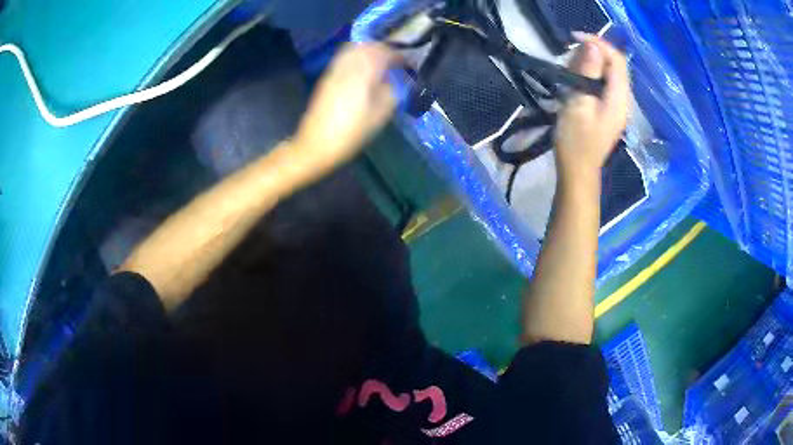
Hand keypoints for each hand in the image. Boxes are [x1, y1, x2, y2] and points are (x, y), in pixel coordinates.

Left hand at [293, 43, 399, 172]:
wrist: (316, 143)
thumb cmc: (351, 132)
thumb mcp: (380, 115)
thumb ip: (393, 91)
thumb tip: (398, 80)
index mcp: (364, 73)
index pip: (384, 52)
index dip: (398, 55)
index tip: (407, 64)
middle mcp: (348, 65)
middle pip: (368, 46)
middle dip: (383, 49)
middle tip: (393, 61)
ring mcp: (335, 70)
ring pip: (354, 49)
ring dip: (368, 51)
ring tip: (379, 63)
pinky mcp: (327, 77)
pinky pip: (344, 58)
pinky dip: (356, 57)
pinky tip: (362, 70)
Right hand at [554, 34, 628, 183]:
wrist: (578, 171)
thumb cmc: (576, 140)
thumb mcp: (578, 103)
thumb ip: (587, 73)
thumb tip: (593, 46)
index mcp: (619, 98)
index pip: (616, 59)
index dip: (599, 43)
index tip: (575, 37)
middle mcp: (623, 99)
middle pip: (614, 65)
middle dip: (593, 53)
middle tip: (570, 58)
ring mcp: (617, 105)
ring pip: (608, 73)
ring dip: (590, 65)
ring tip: (570, 70)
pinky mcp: (610, 109)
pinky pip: (604, 84)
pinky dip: (590, 76)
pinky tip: (576, 82)